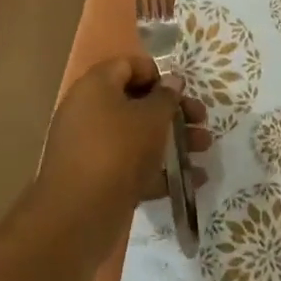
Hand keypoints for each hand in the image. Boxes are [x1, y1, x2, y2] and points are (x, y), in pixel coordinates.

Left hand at [37, 54, 210, 217]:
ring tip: (203, 151)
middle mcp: (88, 111)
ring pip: (136, 136)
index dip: (158, 74)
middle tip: (201, 121)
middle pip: (136, 102)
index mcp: (96, 86)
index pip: (128, 65)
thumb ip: (166, 97)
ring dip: (171, 141)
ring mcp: (90, 146)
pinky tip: (191, 181)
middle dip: (172, 112)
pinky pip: (130, 166)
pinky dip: (158, 170)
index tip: (182, 91)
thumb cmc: (119, 151)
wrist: (78, 215)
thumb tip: (172, 80)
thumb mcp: (152, 118)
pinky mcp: (95, 178)